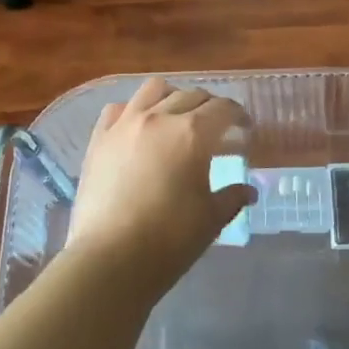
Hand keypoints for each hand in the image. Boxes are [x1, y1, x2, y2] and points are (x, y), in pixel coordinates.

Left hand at [65, 78, 254, 295]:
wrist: (109, 259)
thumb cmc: (169, 240)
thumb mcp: (210, 219)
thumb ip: (232, 197)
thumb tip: (249, 191)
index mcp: (193, 133)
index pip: (224, 109)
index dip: (239, 115)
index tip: (244, 129)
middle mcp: (160, 117)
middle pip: (192, 95)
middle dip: (210, 107)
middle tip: (217, 127)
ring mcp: (125, 124)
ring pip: (154, 89)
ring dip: (173, 97)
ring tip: (177, 117)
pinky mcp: (99, 139)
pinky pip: (118, 108)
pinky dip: (134, 110)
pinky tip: (139, 127)